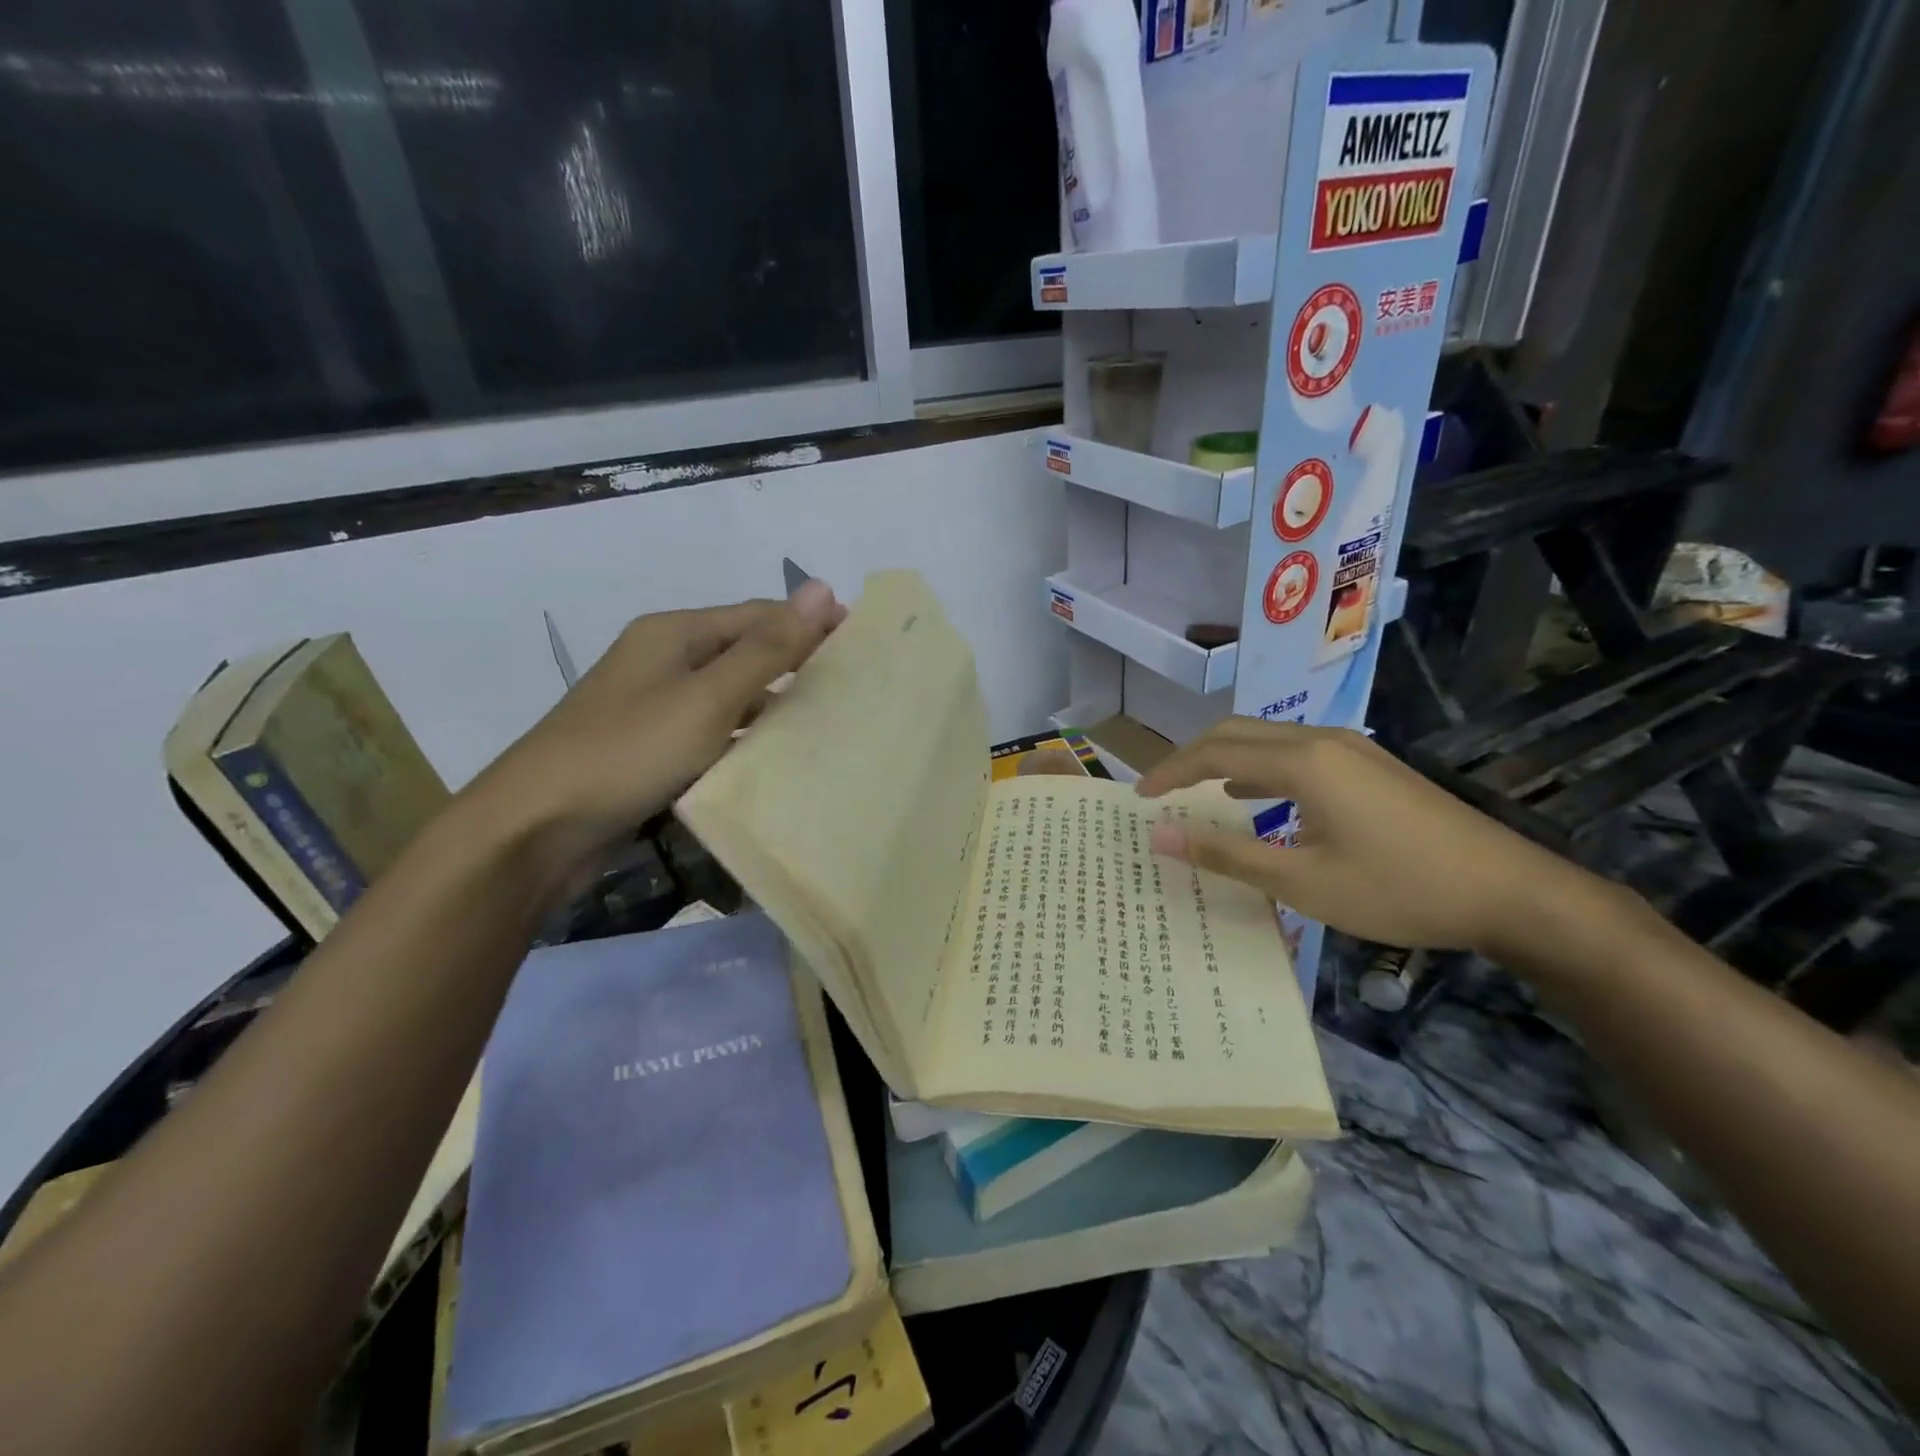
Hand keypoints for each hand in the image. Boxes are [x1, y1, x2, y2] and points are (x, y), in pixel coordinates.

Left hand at [463, 581, 844, 892]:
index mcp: (674, 633)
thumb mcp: (708, 697)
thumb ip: (768, 648)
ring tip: (826, 724)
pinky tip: (774, 757)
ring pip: (729, 695)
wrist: (537, 828)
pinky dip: (744, 737)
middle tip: (850, 689)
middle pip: (744, 652)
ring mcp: (654, 706)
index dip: (809, 625)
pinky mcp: (650, 748)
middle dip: (795, 665)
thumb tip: (823, 588)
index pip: (758, 615)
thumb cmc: (629, 751)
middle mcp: (663, 660)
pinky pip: (711, 731)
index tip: (861, 646)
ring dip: (772, 704)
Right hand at [1137, 717, 1614, 954]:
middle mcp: (1323, 740)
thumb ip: (1225, 853)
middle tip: (1161, 791)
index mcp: (1302, 762)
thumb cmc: (1397, 889)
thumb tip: (1159, 835)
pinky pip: (1297, 754)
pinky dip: (1261, 770)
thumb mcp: (1302, 881)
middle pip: (1238, 733)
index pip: (1214, 753)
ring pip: (1269, 740)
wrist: (1511, 892)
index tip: (1139, 796)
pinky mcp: (1371, 767)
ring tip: (1196, 794)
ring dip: (1227, 760)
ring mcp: (1353, 749)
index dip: (1170, 771)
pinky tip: (1255, 800)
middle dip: (1193, 757)